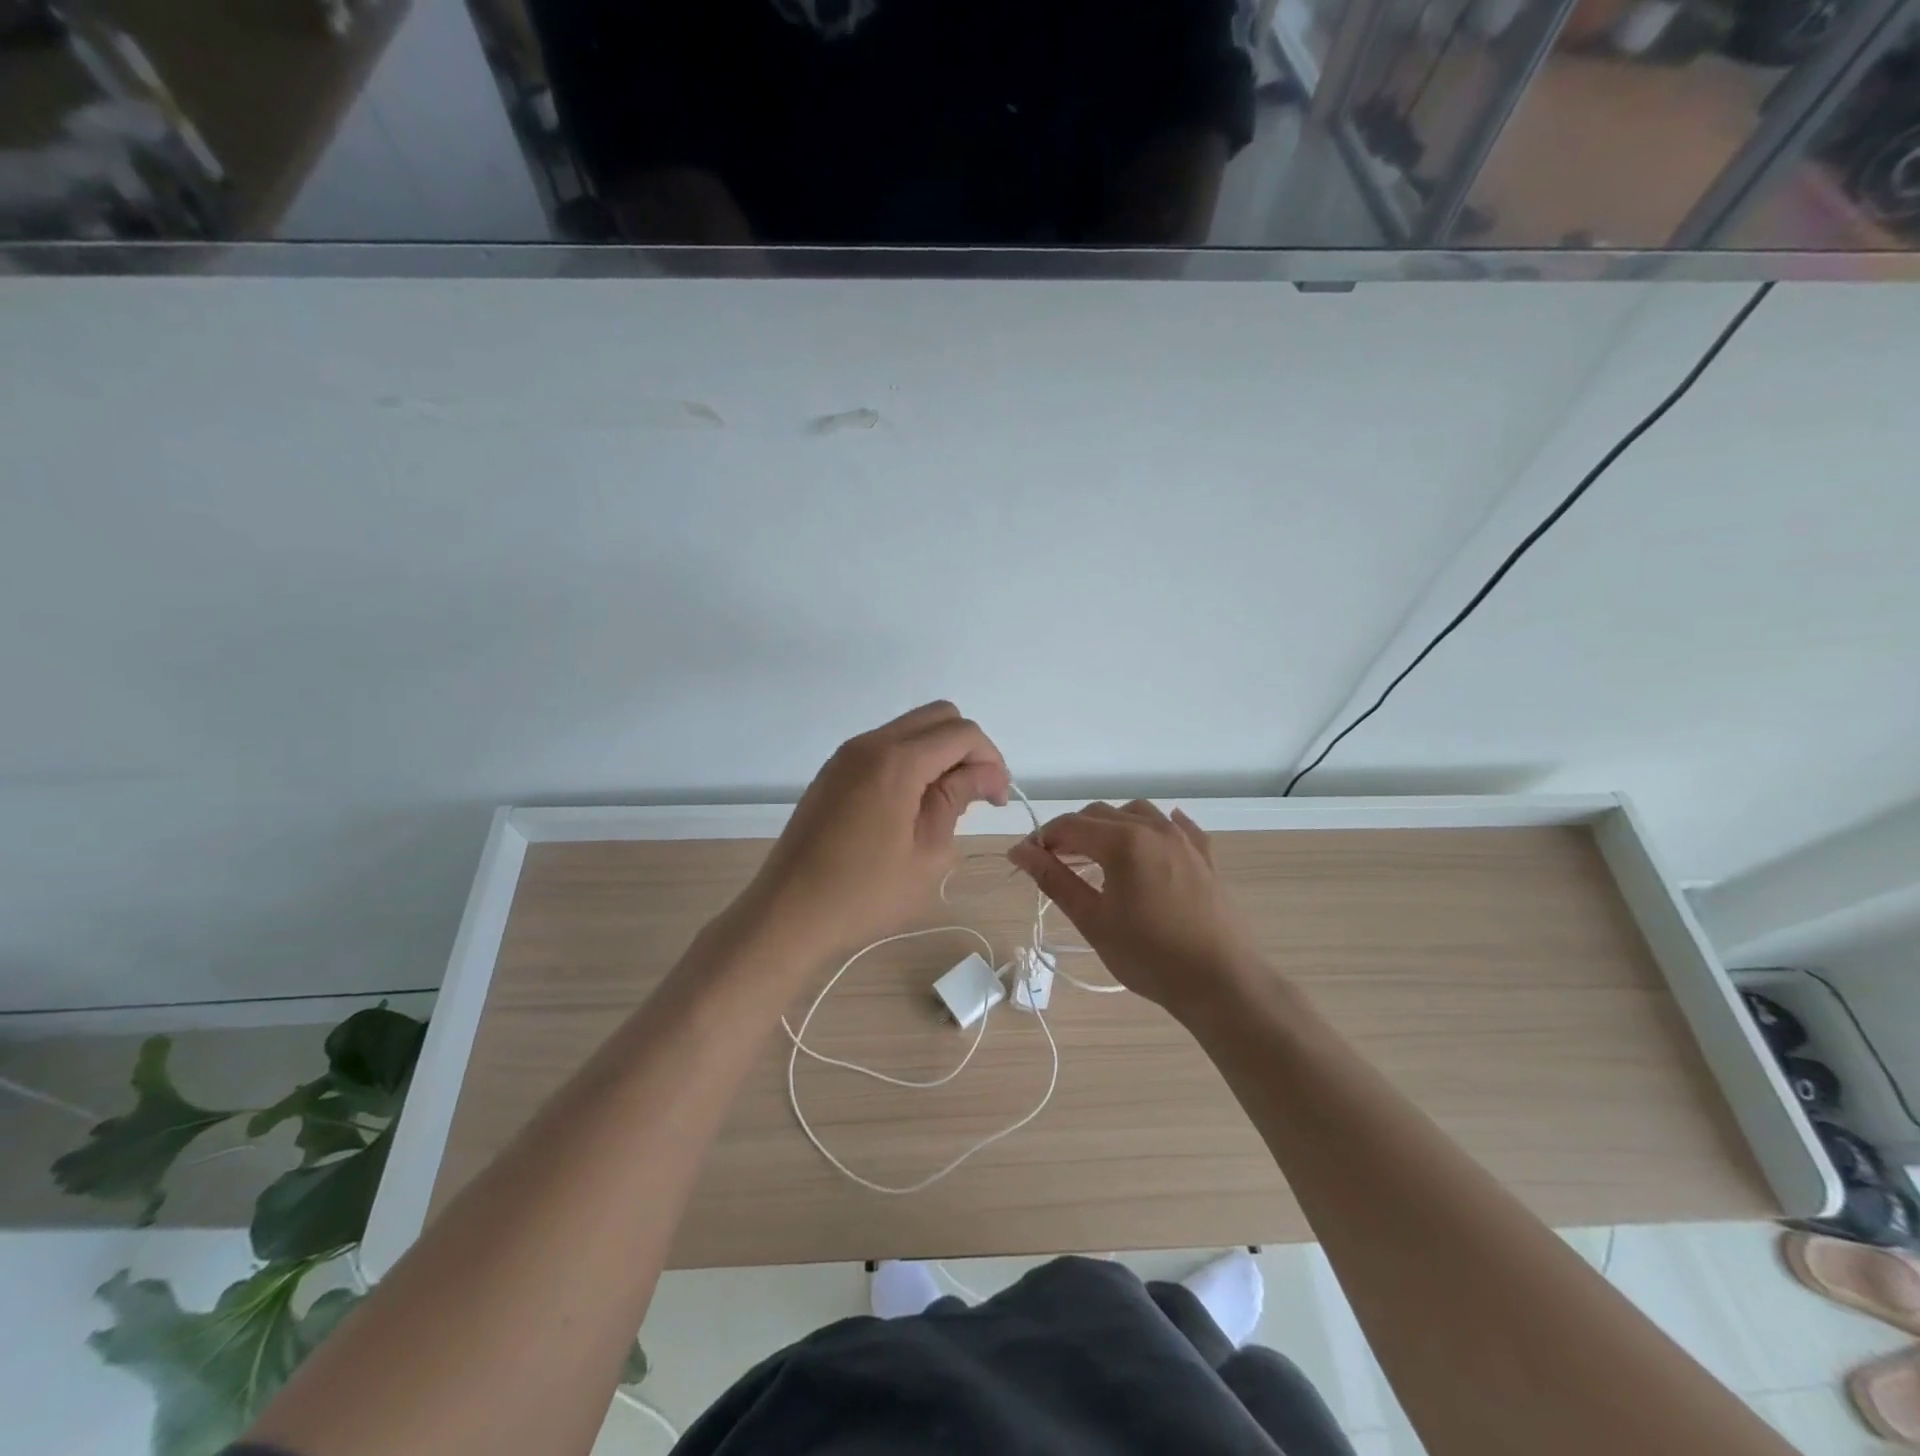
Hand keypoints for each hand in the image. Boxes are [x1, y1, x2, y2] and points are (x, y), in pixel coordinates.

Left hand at [739, 701, 1009, 959]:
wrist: (788, 914)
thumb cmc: (865, 894)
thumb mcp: (928, 853)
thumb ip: (956, 799)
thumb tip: (983, 773)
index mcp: (896, 760)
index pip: (962, 733)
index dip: (990, 760)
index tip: (996, 800)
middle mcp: (869, 743)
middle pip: (937, 717)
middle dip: (967, 748)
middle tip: (976, 795)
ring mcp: (846, 755)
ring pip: (909, 729)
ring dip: (938, 753)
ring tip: (945, 804)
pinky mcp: (832, 772)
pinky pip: (884, 747)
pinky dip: (910, 761)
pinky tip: (911, 806)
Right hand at [1007, 800, 1266, 1017]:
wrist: (1221, 982)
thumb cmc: (1149, 956)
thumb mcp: (1093, 920)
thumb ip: (1054, 879)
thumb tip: (1020, 852)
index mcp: (1122, 842)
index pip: (1069, 825)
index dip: (1042, 838)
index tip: (1025, 858)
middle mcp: (1153, 828)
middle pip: (1100, 814)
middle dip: (1072, 832)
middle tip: (1055, 863)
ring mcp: (1183, 839)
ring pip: (1136, 812)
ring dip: (1110, 826)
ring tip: (1098, 857)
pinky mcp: (1204, 855)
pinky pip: (1174, 826)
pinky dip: (1152, 828)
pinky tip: (1147, 845)